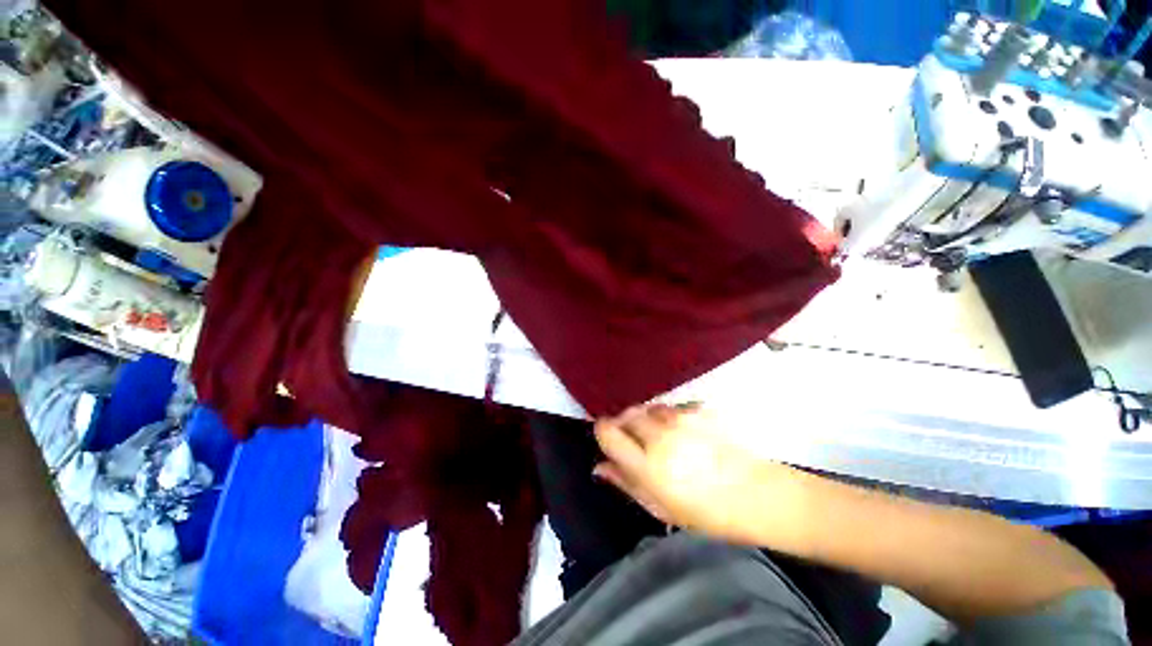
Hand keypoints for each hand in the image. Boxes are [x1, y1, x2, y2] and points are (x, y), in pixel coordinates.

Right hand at [593, 403, 802, 545]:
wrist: (759, 495)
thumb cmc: (708, 513)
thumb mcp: (661, 508)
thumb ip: (626, 483)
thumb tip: (599, 467)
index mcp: (648, 465)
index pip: (608, 432)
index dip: (603, 432)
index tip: (608, 438)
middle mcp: (660, 435)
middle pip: (625, 414)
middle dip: (624, 424)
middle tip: (634, 440)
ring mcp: (681, 419)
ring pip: (647, 407)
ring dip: (646, 418)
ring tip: (660, 436)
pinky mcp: (698, 409)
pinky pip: (670, 406)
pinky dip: (668, 415)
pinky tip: (681, 431)